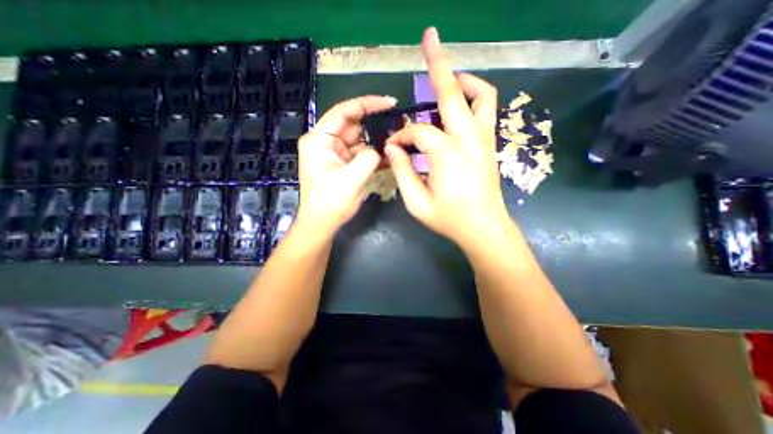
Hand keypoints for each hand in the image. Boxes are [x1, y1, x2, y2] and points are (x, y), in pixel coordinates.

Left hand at [297, 95, 398, 233]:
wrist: (322, 224)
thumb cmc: (331, 202)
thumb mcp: (352, 178)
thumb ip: (369, 157)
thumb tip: (380, 149)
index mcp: (319, 140)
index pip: (343, 112)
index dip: (366, 104)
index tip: (388, 102)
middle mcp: (325, 142)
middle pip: (352, 126)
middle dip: (374, 125)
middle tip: (397, 124)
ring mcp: (334, 153)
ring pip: (359, 140)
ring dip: (376, 141)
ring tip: (396, 140)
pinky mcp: (342, 164)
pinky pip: (359, 154)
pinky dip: (372, 154)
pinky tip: (388, 155)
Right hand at [384, 27, 507, 248]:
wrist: (483, 228)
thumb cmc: (449, 218)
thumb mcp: (416, 202)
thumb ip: (401, 172)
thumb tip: (394, 148)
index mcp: (446, 154)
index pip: (417, 132)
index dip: (401, 137)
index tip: (394, 148)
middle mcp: (467, 139)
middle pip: (452, 92)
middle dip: (438, 63)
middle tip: (430, 37)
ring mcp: (483, 139)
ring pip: (480, 95)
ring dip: (462, 80)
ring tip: (447, 77)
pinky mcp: (490, 144)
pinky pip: (487, 110)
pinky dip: (474, 97)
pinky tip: (460, 104)